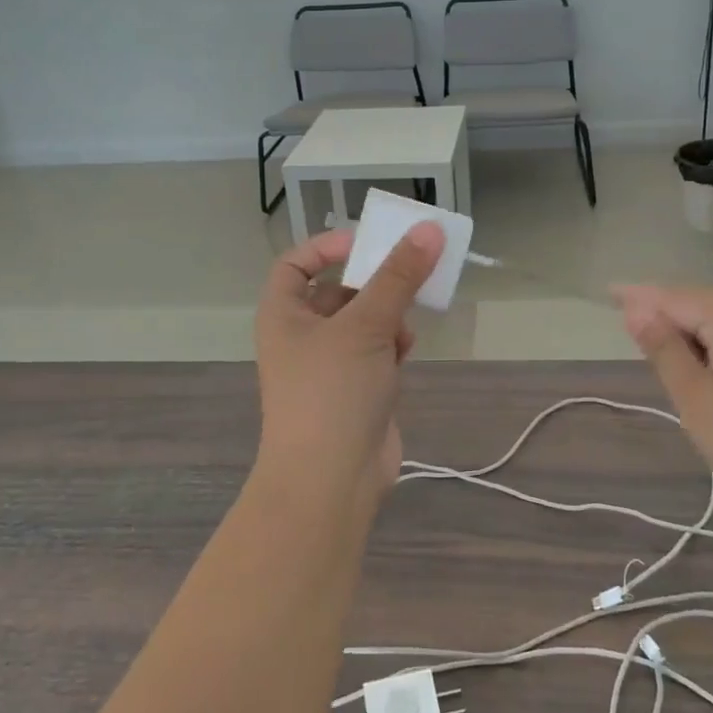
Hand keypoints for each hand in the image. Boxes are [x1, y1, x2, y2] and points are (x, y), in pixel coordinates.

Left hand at [253, 223, 444, 512]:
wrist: (331, 482)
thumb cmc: (333, 392)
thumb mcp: (365, 326)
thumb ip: (399, 276)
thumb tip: (429, 229)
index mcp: (284, 315)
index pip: (295, 264)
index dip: (326, 247)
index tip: (365, 243)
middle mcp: (302, 336)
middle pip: (338, 290)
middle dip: (372, 283)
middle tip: (409, 271)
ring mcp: (329, 366)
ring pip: (363, 321)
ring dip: (388, 315)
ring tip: (407, 320)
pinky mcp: (357, 390)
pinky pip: (377, 351)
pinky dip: (393, 345)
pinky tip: (406, 351)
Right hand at [614, 285, 712, 536]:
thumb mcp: (696, 401)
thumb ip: (664, 350)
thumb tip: (637, 310)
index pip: (675, 297)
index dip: (640, 297)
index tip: (610, 294)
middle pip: (707, 303)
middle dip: (671, 312)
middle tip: (637, 326)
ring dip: (702, 329)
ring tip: (674, 348)